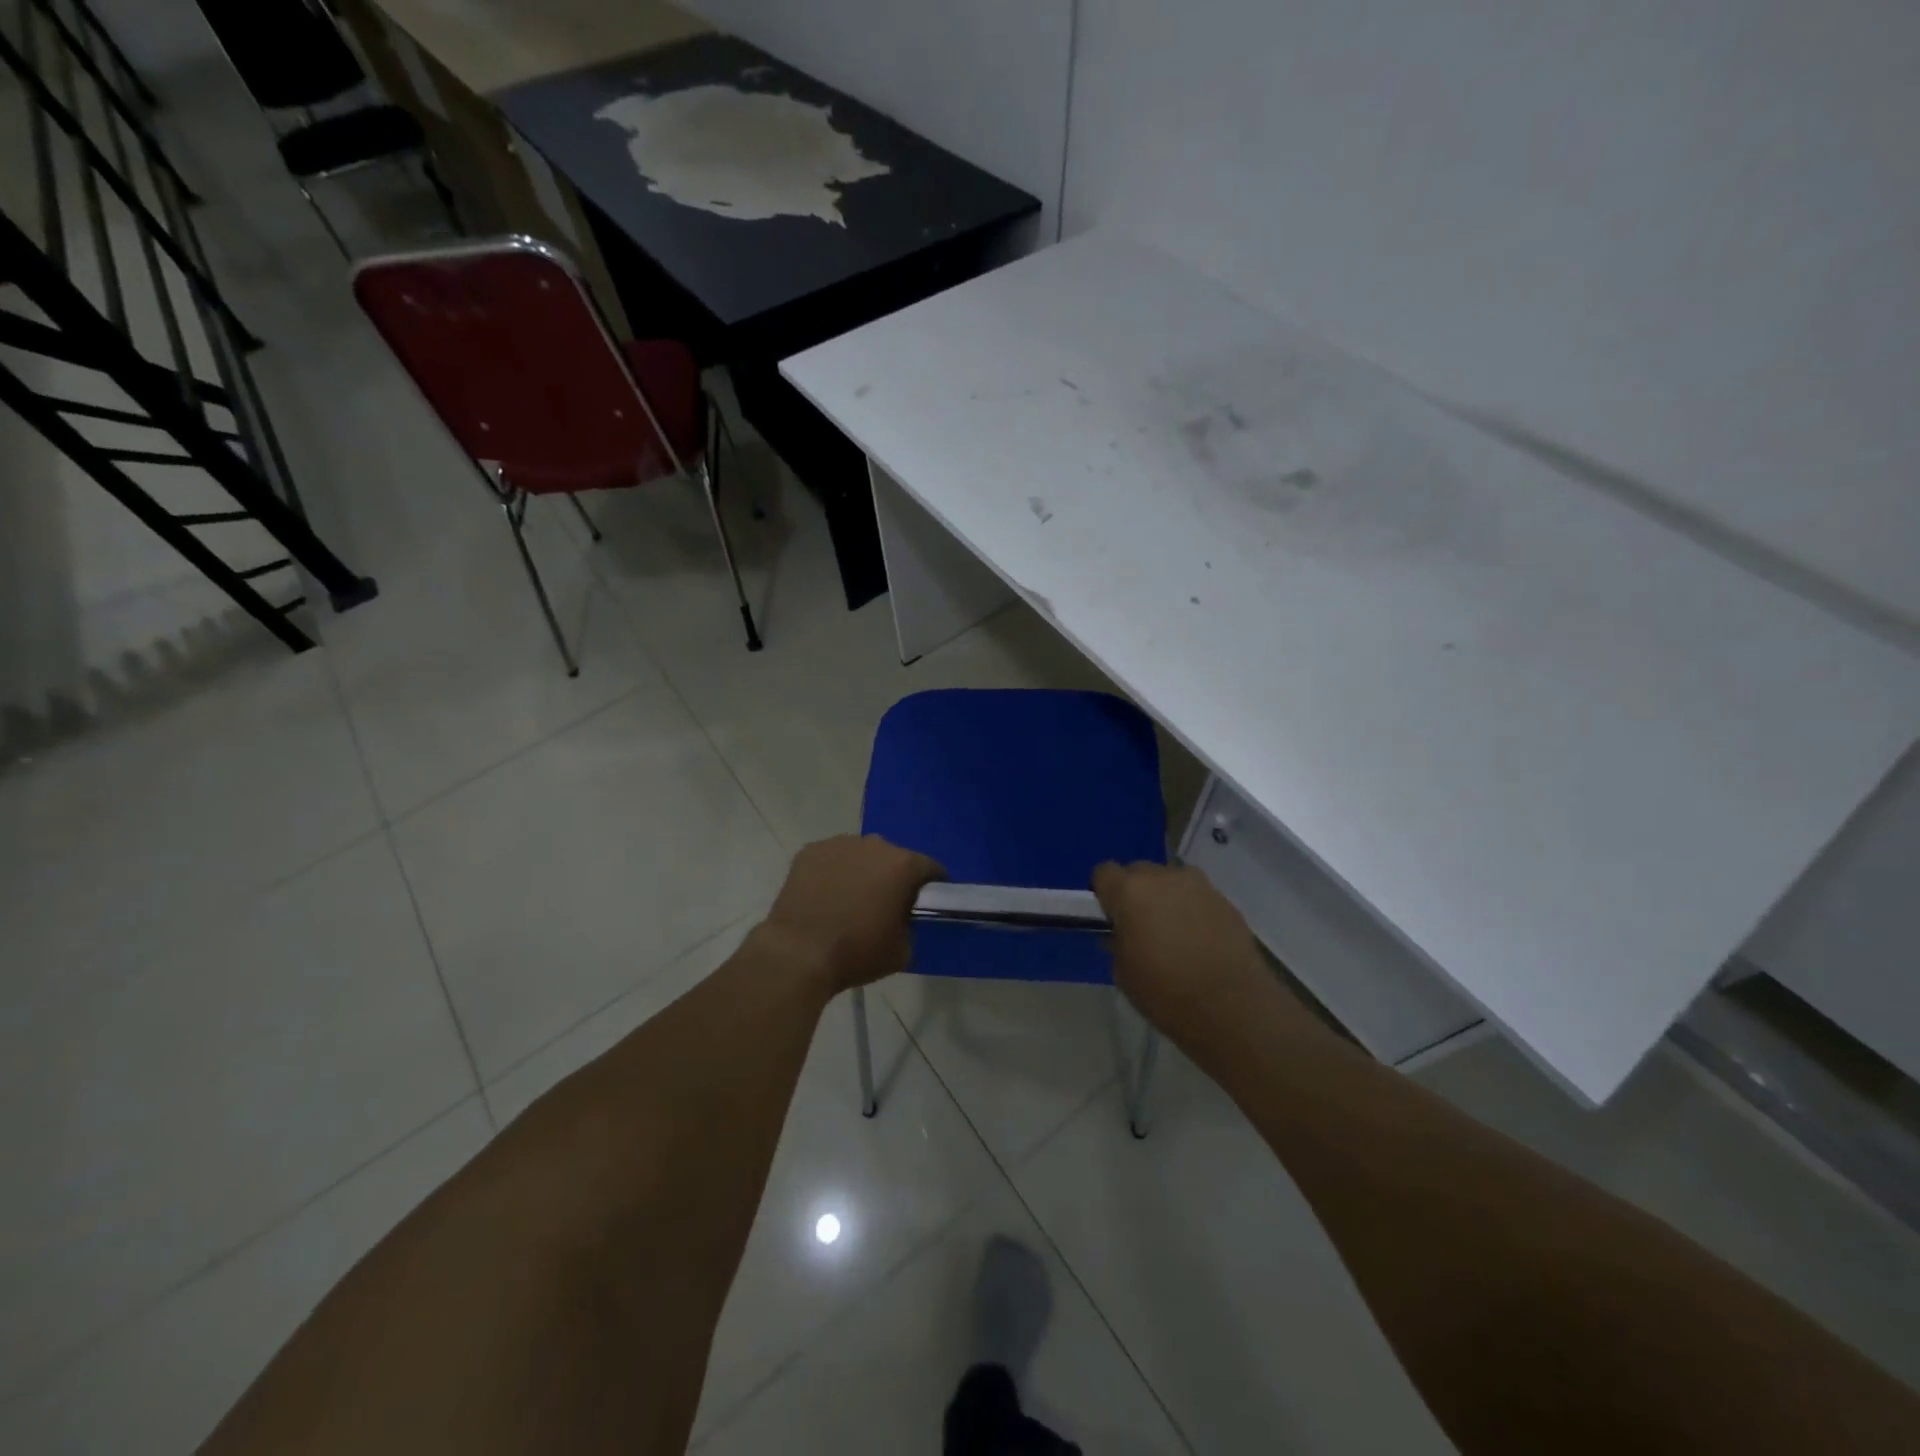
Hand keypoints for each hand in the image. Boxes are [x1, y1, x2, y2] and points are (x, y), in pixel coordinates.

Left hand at [761, 835, 944, 994]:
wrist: (798, 953)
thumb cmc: (856, 952)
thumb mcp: (902, 951)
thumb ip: (911, 927)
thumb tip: (904, 920)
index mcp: (903, 865)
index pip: (930, 868)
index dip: (933, 886)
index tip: (926, 904)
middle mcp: (874, 845)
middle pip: (894, 858)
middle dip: (894, 877)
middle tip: (885, 905)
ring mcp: (839, 844)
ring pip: (861, 855)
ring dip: (862, 871)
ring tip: (850, 900)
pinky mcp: (810, 851)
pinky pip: (832, 859)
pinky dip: (833, 872)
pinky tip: (825, 895)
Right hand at [1093, 862, 1269, 1037]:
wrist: (1232, 1007)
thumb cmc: (1165, 991)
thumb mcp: (1123, 971)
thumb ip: (1118, 941)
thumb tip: (1124, 932)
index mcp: (1129, 891)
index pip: (1104, 872)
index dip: (1104, 893)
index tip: (1110, 917)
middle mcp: (1163, 877)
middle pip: (1139, 872)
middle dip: (1136, 892)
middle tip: (1141, 925)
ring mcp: (1198, 885)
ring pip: (1171, 881)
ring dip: (1167, 898)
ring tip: (1174, 932)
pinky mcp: (1225, 900)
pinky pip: (1198, 896)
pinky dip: (1193, 910)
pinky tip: (1200, 941)